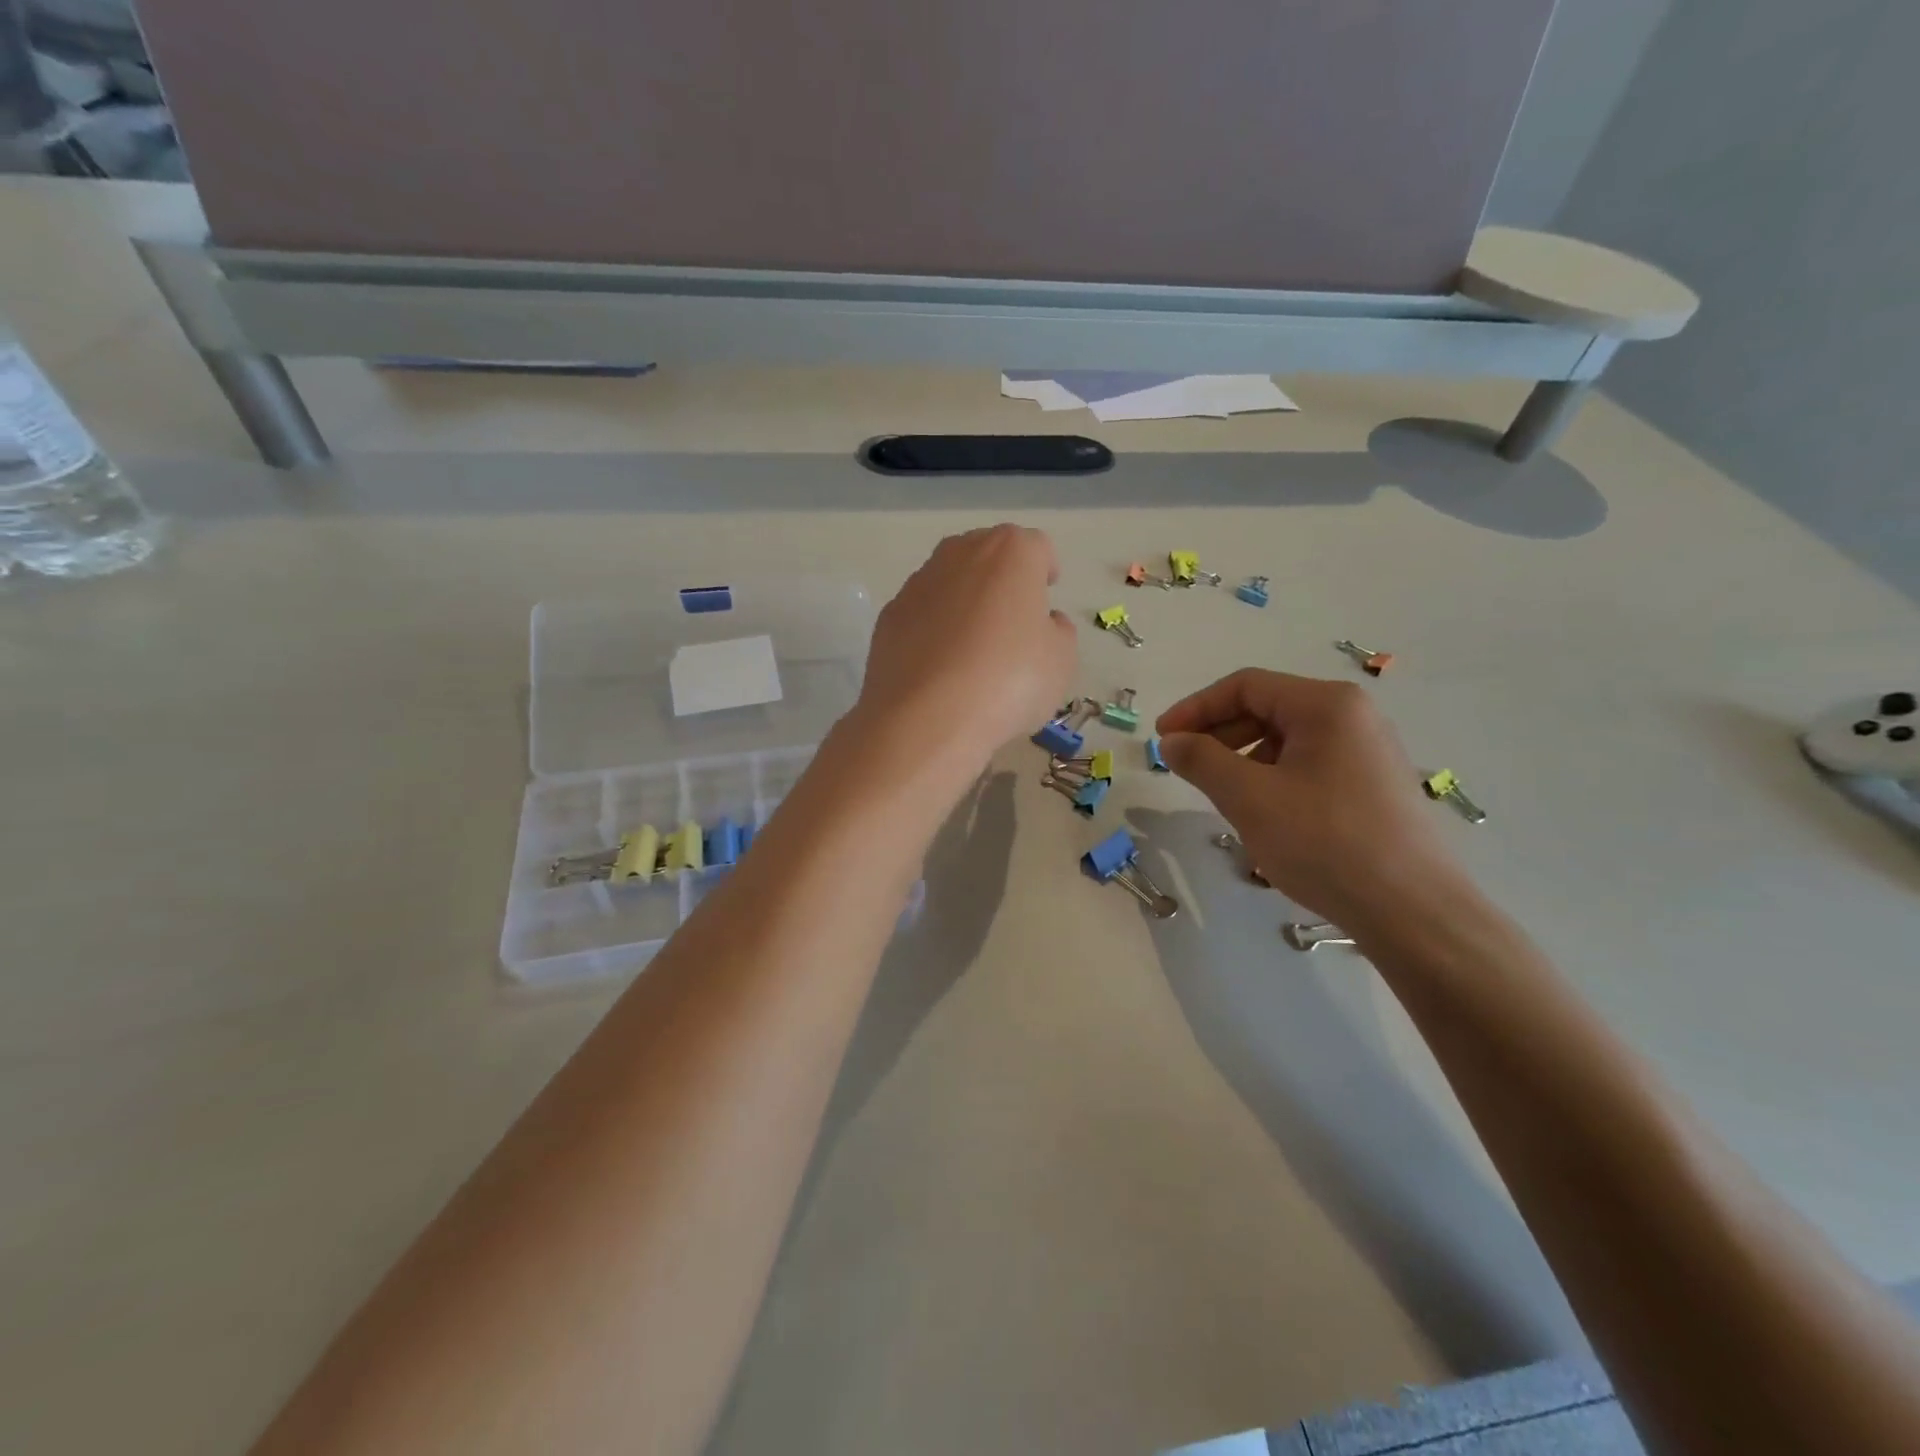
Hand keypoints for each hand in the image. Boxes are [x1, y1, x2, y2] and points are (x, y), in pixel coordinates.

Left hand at [849, 526, 1076, 780]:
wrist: (926, 719)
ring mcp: (917, 584)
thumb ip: (1057, 632)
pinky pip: (922, 614)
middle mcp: (960, 554)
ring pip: (950, 582)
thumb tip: (1043, 623)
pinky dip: (933, 630)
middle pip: (987, 555)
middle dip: (1001, 579)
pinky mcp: (888, 617)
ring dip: (964, 602)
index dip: (1044, 570)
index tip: (1046, 596)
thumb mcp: (1060, 661)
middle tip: (1012, 619)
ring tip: (974, 648)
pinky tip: (941, 667)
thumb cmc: (1008, 681)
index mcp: (1010, 553)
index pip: (1035, 547)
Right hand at [1157, 670, 1469, 931]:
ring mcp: (1368, 751)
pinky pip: (1309, 764)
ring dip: (1242, 758)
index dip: (1196, 708)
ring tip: (1220, 794)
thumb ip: (1202, 760)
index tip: (1162, 738)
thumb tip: (1171, 740)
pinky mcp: (1372, 785)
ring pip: (1287, 740)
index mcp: (1326, 705)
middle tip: (1185, 766)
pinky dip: (1272, 777)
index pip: (1246, 686)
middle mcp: (1353, 716)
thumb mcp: (1249, 798)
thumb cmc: (1324, 842)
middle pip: (1267, 708)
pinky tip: (1262, 813)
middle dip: (1218, 734)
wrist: (1411, 911)